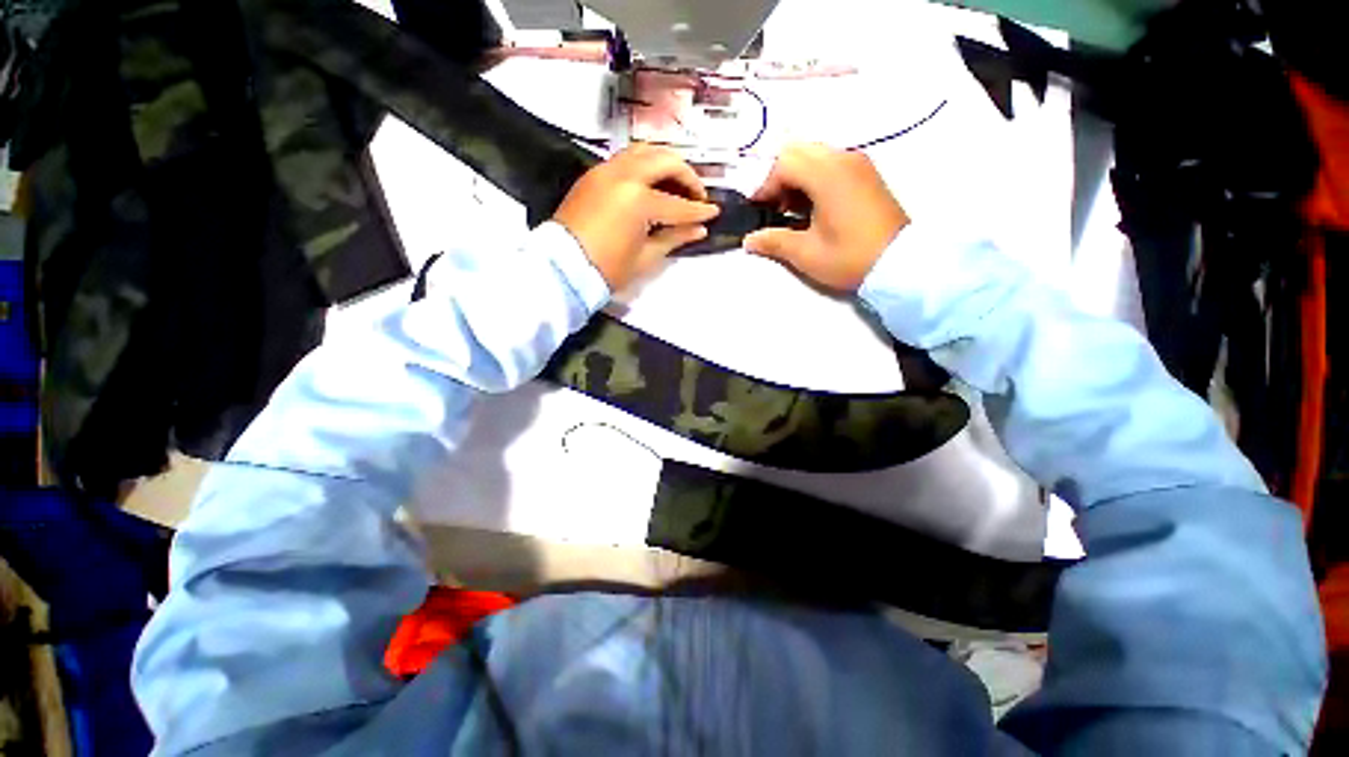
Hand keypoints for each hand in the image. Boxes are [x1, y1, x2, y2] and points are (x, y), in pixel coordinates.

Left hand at [553, 144, 719, 290]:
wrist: (562, 268)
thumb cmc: (607, 269)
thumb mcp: (646, 257)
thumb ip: (674, 237)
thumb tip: (699, 229)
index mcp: (638, 200)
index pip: (678, 204)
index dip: (699, 211)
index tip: (714, 212)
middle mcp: (623, 175)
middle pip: (664, 161)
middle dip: (686, 175)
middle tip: (696, 194)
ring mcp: (605, 171)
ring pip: (644, 151)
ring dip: (665, 163)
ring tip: (675, 184)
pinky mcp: (593, 175)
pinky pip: (625, 159)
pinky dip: (644, 166)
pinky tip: (650, 185)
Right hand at [744, 143, 909, 291]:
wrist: (900, 264)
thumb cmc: (849, 257)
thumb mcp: (806, 253)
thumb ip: (773, 241)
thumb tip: (749, 240)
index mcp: (827, 174)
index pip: (783, 163)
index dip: (764, 186)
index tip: (757, 211)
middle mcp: (843, 158)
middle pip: (798, 152)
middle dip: (778, 178)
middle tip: (774, 208)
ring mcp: (858, 163)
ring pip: (815, 155)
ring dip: (796, 177)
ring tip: (792, 210)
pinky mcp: (866, 174)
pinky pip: (831, 163)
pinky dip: (814, 178)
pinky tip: (813, 207)